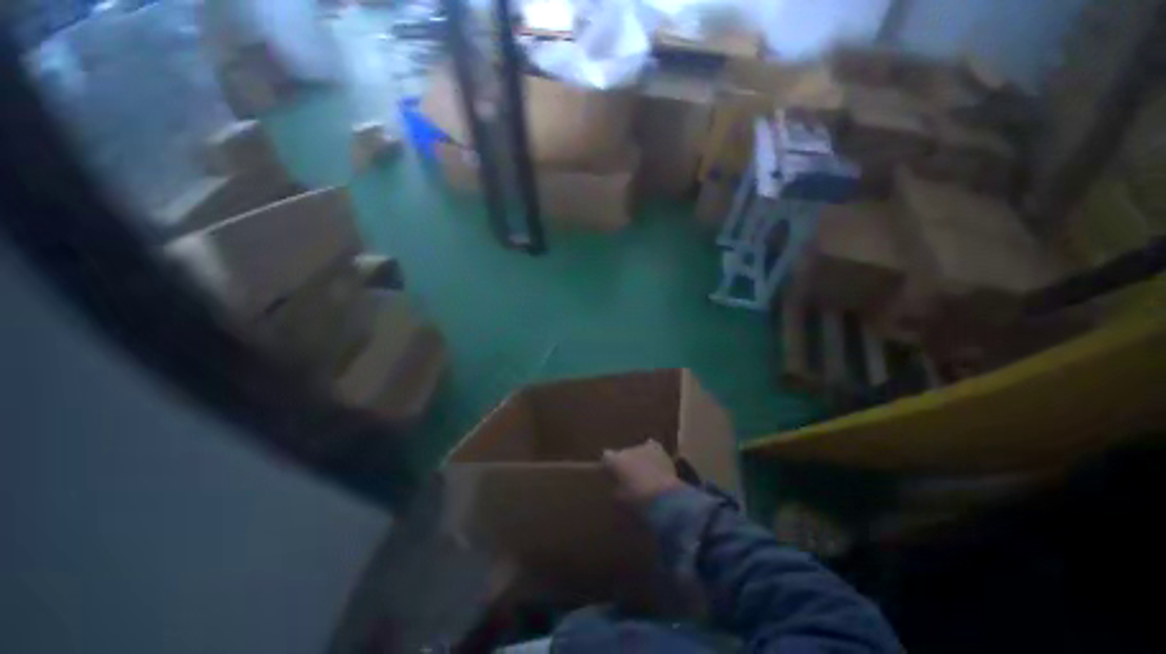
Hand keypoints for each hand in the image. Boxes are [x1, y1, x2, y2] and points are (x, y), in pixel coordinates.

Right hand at [602, 440, 683, 504]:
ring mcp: (642, 447)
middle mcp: (626, 450)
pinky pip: (652, 446)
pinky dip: (652, 453)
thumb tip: (617, 486)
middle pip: (623, 454)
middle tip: (630, 478)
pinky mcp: (658, 449)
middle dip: (625, 463)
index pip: (606, 457)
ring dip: (638, 459)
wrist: (662, 497)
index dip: (608, 464)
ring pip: (637, 451)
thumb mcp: (619, 500)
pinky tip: (655, 461)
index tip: (610, 473)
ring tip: (644, 472)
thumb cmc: (637, 500)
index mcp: (613, 460)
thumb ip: (616, 488)